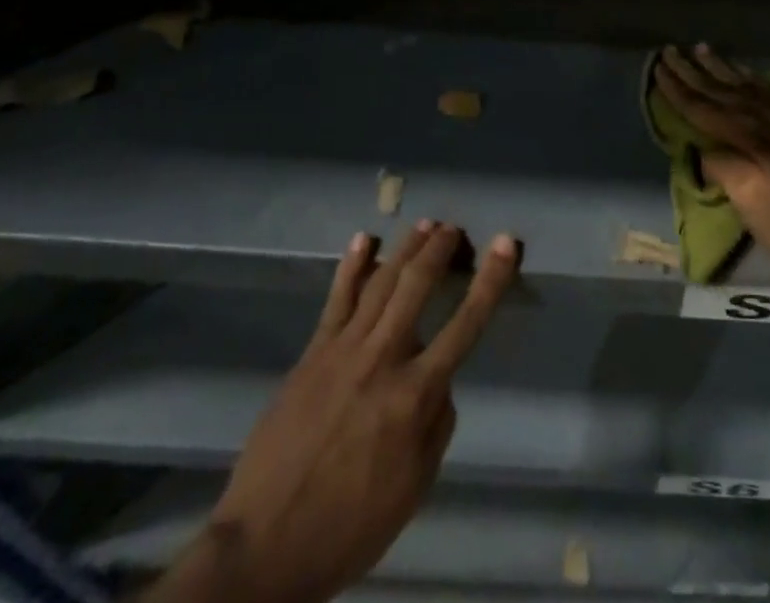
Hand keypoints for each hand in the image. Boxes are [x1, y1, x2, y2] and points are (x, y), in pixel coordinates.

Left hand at [152, 221, 519, 602]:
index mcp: (415, 395)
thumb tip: (441, 381)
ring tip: (425, 224)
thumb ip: (436, 425)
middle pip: (417, 286)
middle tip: (455, 227)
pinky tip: (364, 239)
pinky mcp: (312, 353)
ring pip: (380, 282)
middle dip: (440, 249)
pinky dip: (352, 265)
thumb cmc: (349, 524)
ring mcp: (343, 350)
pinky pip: (336, 299)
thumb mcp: (414, 488)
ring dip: (405, 248)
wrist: (263, 546)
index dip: (490, 280)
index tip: (505, 244)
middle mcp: (382, 359)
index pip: (466, 323)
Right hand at [655, 44, 769, 280]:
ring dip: (723, 68)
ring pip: (747, 86)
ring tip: (705, 50)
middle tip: (672, 50)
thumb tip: (706, 151)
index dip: (678, 90)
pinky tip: (751, 76)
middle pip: (721, 92)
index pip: (702, 110)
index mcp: (745, 141)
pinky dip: (756, 80)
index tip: (659, 68)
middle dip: (694, 72)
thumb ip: (725, 171)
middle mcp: (764, 122)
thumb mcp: (752, 204)